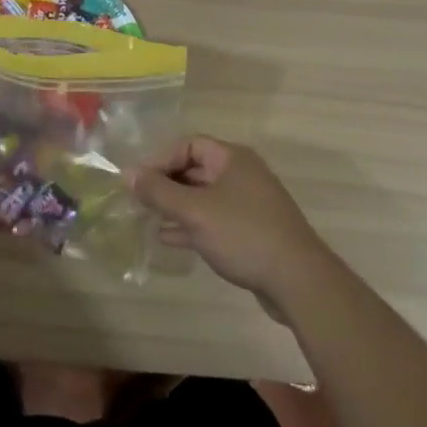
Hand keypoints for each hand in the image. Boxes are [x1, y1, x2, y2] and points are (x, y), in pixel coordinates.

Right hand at [130, 137, 333, 313]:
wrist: (299, 282)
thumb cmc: (244, 234)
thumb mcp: (195, 211)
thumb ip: (158, 192)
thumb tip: (126, 173)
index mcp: (232, 158)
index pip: (188, 145)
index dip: (160, 159)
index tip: (138, 180)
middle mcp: (241, 174)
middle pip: (195, 169)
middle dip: (165, 184)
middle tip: (138, 200)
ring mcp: (248, 204)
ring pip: (203, 197)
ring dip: (175, 206)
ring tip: (146, 218)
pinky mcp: (251, 231)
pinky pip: (213, 219)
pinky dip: (191, 225)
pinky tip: (169, 238)